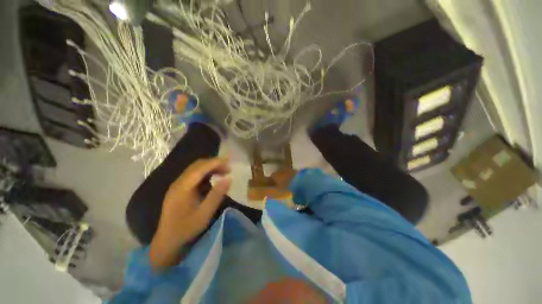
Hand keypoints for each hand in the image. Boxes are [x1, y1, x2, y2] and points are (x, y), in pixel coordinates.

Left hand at [149, 158, 230, 271]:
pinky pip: (194, 176)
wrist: (167, 241)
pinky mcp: (179, 189)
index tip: (229, 161)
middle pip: (197, 165)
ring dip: (210, 168)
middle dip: (214, 164)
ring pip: (195, 169)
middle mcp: (179, 182)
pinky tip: (213, 180)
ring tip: (223, 172)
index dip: (215, 162)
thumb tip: (229, 179)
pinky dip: (205, 174)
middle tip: (228, 169)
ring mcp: (178, 185)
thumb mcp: (204, 214)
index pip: (200, 168)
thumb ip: (217, 195)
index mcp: (183, 187)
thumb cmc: (186, 228)